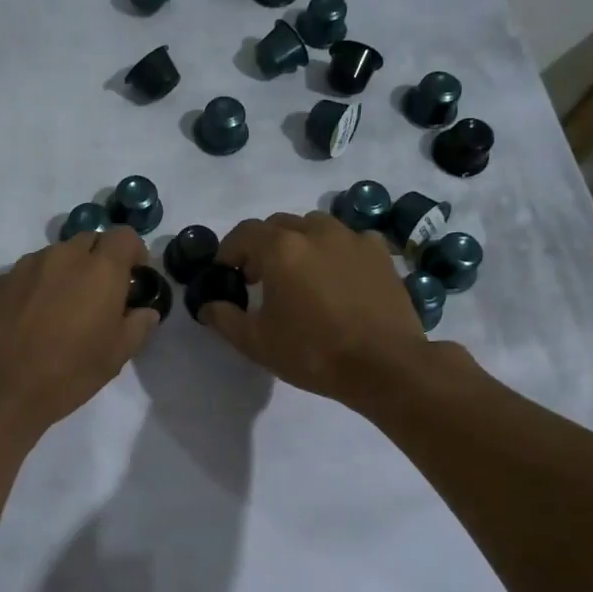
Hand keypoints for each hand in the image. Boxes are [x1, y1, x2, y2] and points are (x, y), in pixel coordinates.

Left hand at [0, 226, 158, 431]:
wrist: (0, 387)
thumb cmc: (69, 372)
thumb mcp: (116, 356)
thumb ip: (137, 326)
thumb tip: (146, 311)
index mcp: (100, 269)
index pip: (124, 236)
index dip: (133, 251)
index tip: (133, 276)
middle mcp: (64, 256)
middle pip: (89, 240)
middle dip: (100, 259)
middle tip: (99, 293)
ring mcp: (28, 265)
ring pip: (57, 255)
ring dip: (67, 271)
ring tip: (62, 306)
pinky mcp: (0, 280)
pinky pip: (29, 272)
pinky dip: (39, 284)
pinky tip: (32, 316)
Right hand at [201, 213, 434, 406]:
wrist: (385, 366)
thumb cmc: (313, 353)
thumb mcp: (256, 342)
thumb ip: (224, 318)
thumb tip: (207, 305)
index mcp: (281, 249)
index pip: (244, 233)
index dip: (229, 251)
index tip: (226, 274)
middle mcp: (315, 232)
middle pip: (278, 225)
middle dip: (262, 246)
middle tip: (259, 277)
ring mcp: (352, 238)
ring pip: (314, 226)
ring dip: (299, 243)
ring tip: (299, 274)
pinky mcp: (379, 253)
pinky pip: (349, 240)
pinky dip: (335, 250)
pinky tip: (337, 276)